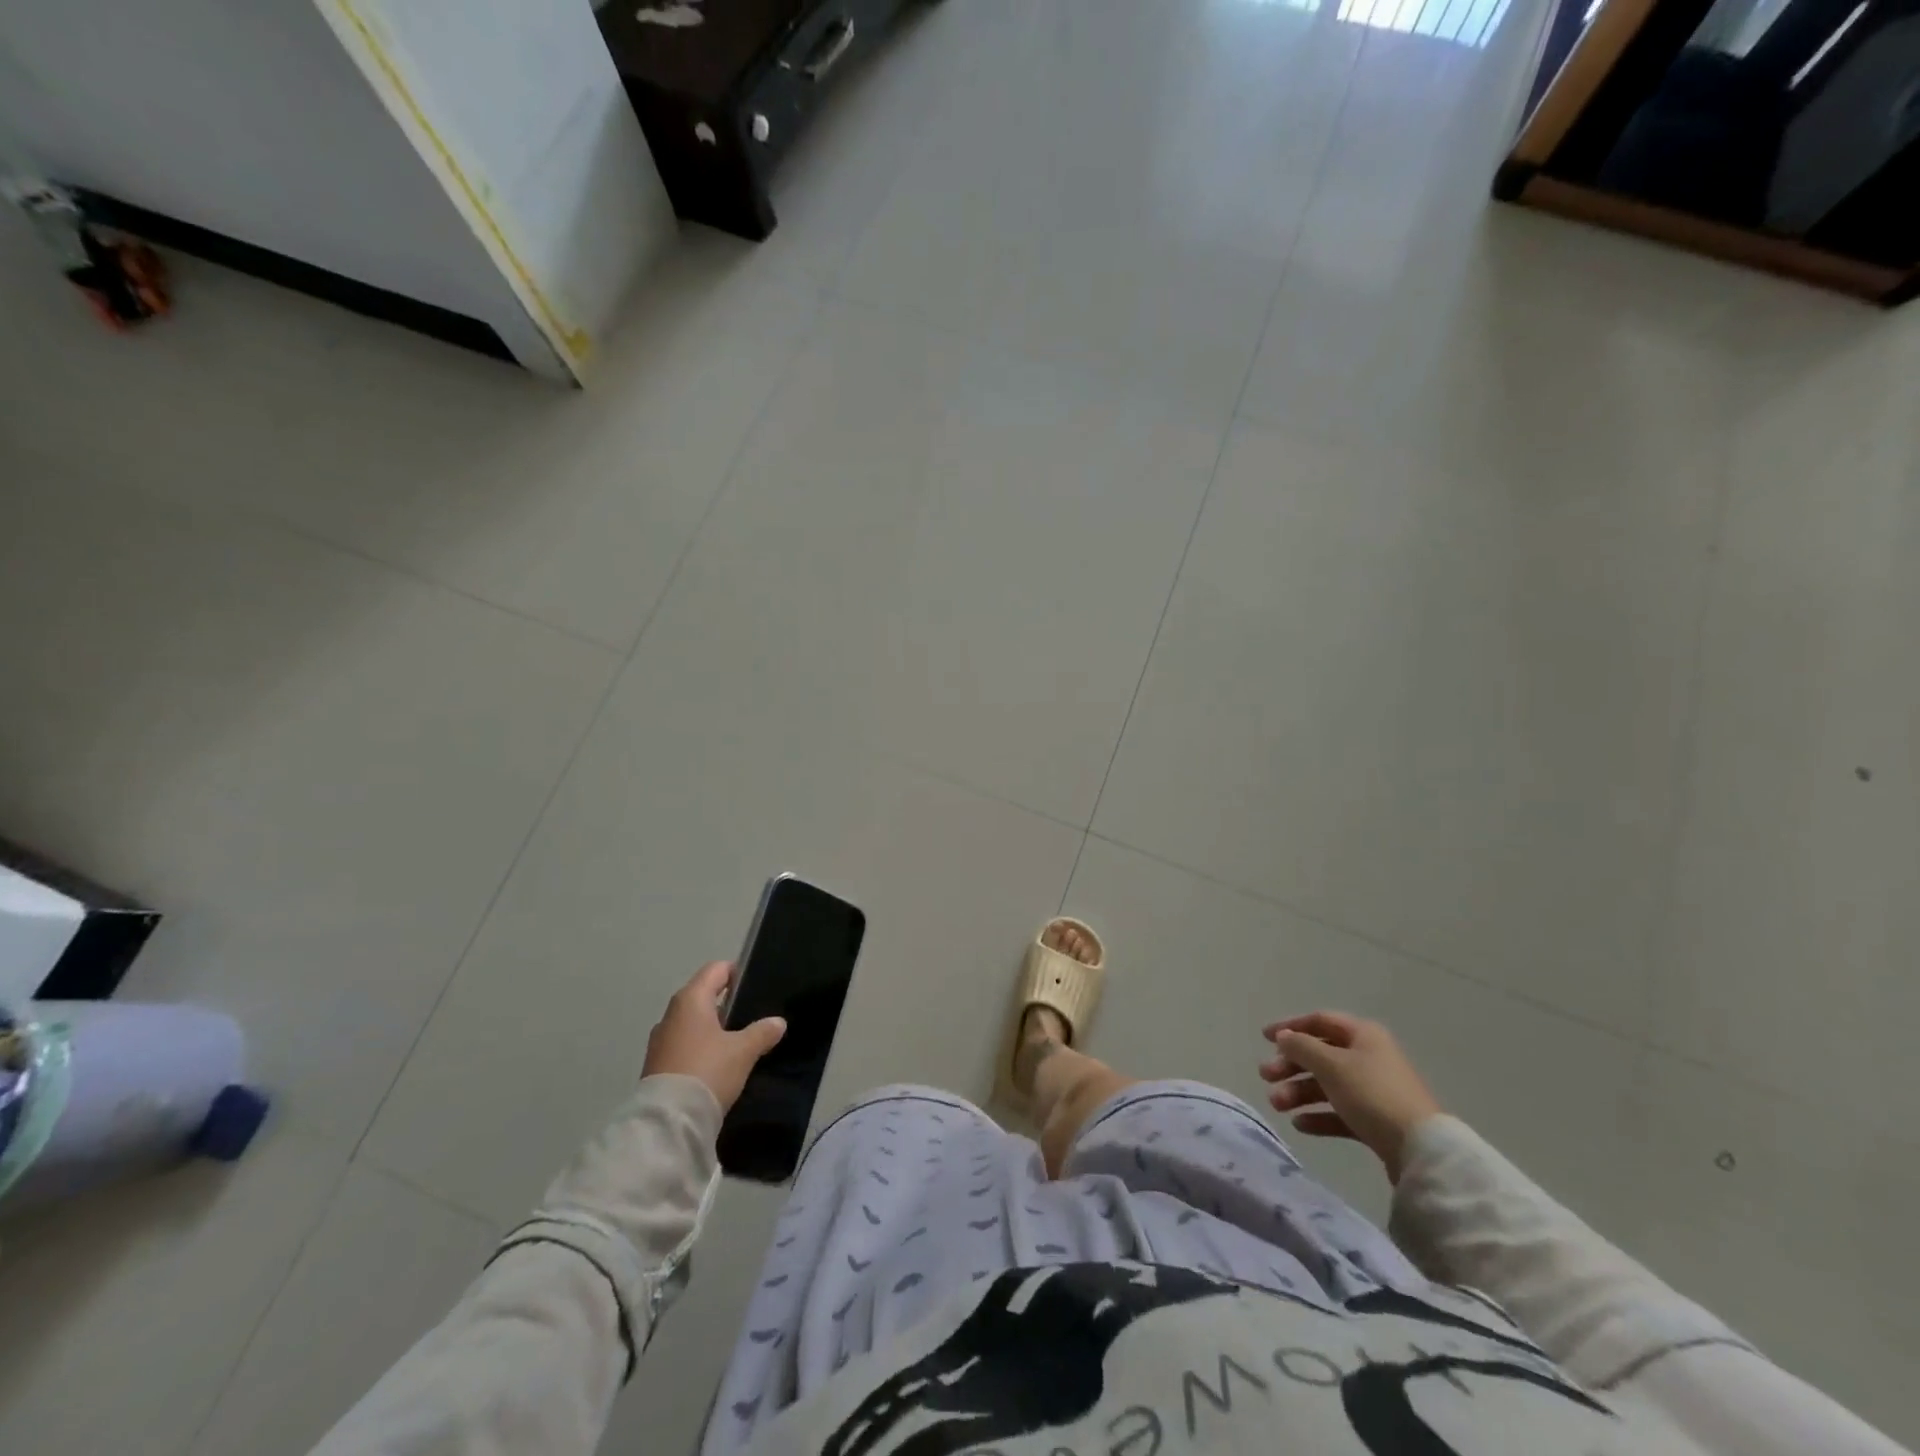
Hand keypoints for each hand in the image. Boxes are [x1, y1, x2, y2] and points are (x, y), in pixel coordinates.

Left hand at [642, 961, 786, 1111]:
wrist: (668, 1121)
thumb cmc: (708, 1070)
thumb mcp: (743, 1051)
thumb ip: (762, 1032)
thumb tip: (778, 1022)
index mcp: (691, 1000)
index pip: (715, 970)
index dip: (736, 972)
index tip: (754, 985)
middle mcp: (671, 1014)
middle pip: (702, 995)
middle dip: (725, 1002)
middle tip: (751, 1014)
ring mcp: (660, 1040)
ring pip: (692, 1022)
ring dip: (711, 1027)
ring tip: (736, 1042)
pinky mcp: (656, 1065)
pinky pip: (683, 1044)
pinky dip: (700, 1047)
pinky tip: (717, 1064)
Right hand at [1258, 1011, 1441, 1182]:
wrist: (1421, 1150)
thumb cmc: (1371, 1094)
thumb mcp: (1330, 1065)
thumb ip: (1301, 1047)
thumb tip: (1284, 1036)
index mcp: (1363, 1035)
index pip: (1319, 1021)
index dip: (1290, 1026)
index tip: (1264, 1038)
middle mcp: (1369, 1058)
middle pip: (1320, 1055)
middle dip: (1290, 1065)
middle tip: (1265, 1076)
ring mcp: (1374, 1091)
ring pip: (1327, 1085)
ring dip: (1299, 1092)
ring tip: (1278, 1105)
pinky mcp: (1377, 1121)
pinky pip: (1340, 1112)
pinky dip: (1319, 1116)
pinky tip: (1300, 1125)